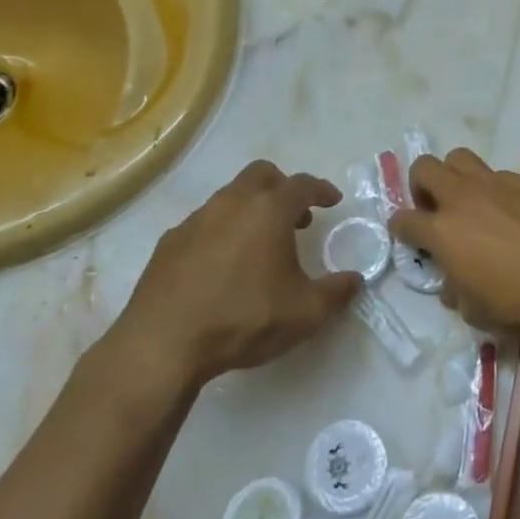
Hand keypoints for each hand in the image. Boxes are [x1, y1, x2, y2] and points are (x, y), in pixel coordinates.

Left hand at [96, 161, 360, 399]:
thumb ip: (336, 292)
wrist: (163, 344)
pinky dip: (221, 230)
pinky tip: (223, 264)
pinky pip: (204, 222)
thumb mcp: (305, 313)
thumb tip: (356, 280)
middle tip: (296, 216)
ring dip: (251, 208)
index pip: (302, 185)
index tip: (332, 201)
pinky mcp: (169, 242)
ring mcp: (196, 219)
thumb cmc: (243, 319)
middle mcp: (232, 203)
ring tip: (260, 243)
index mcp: (269, 211)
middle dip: (282, 188)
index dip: (321, 190)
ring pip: (230, 196)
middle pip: (262, 175)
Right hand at [391, 149, 519, 341]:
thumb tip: (453, 284)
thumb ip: (456, 291)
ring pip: (462, 158)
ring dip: (458, 177)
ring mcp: (499, 183)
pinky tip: (518, 214)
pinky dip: (500, 191)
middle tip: (435, 208)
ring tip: (472, 202)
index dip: (401, 229)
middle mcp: (465, 197)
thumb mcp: (476, 312)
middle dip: (421, 185)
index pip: (404, 220)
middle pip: (425, 167)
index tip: (408, 237)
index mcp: (443, 230)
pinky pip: (504, 176)